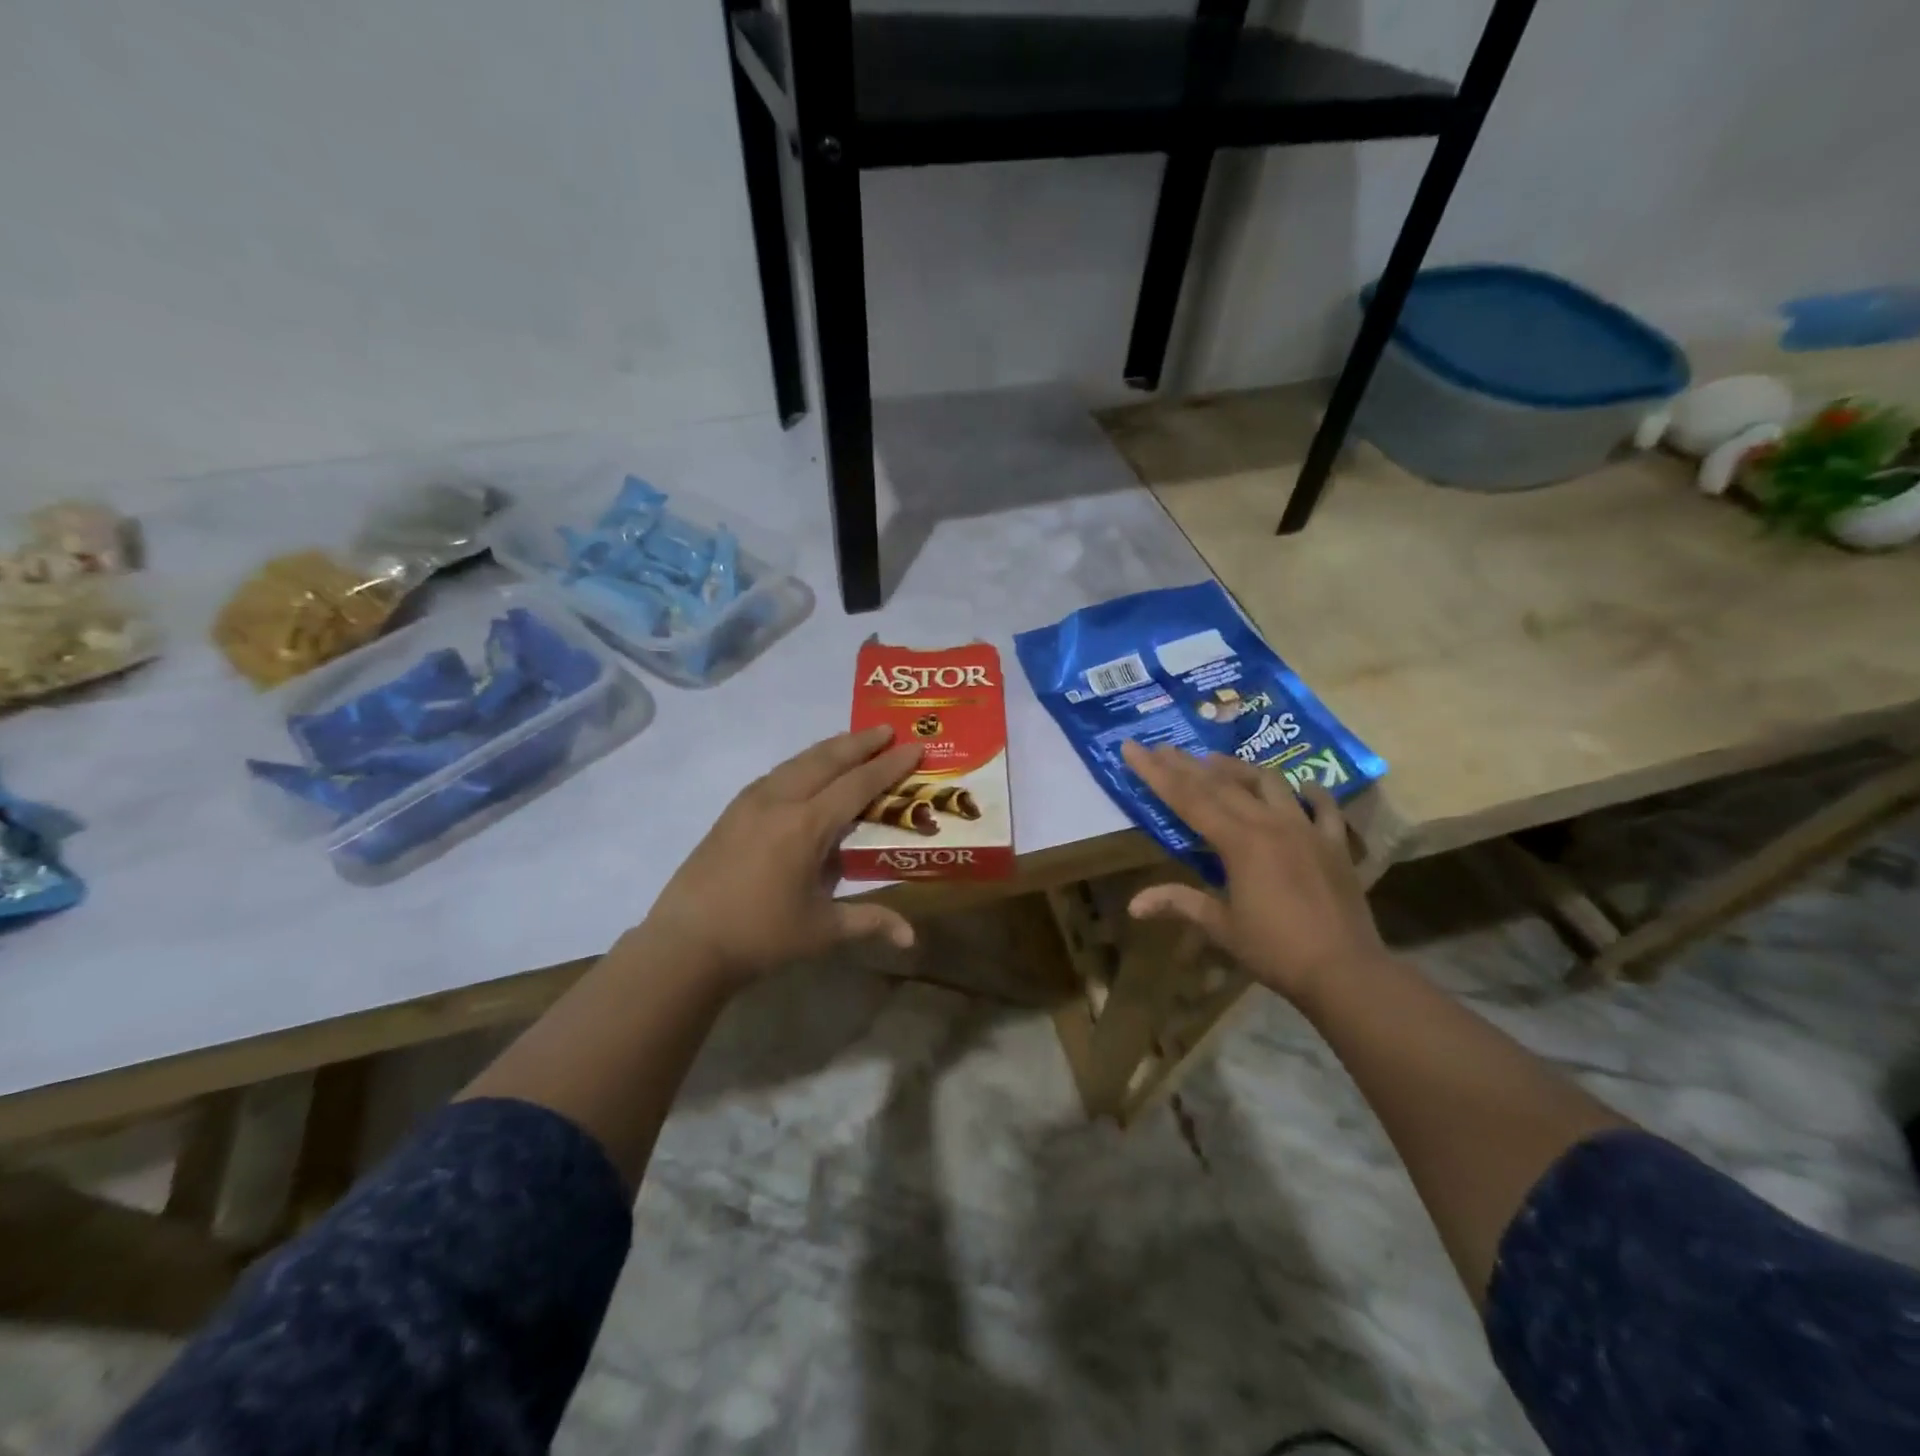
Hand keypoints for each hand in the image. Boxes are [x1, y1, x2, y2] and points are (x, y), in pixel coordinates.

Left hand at [640, 726, 922, 986]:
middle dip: (860, 742)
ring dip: (829, 748)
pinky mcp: (732, 811)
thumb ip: (870, 921)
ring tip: (852, 741)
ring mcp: (751, 802)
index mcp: (807, 826)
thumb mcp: (822, 930)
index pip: (858, 785)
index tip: (913, 747)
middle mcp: (780, 802)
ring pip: (798, 761)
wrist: (686, 943)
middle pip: (826, 759)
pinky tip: (807, 771)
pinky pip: (777, 774)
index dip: (889, 765)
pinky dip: (802, 763)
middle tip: (886, 729)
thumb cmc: (760, 937)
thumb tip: (911, 938)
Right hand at [1120, 739, 1384, 1006]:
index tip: (1132, 748)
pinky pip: (1324, 807)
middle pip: (1220, 784)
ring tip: (1215, 759)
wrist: (1346, 971)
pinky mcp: (1335, 843)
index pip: (1187, 799)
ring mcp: (1307, 829)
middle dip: (1186, 764)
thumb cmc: (1276, 950)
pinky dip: (1311, 793)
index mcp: (1238, 842)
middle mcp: (1270, 823)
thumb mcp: (1221, 927)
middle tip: (1162, 746)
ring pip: (1269, 783)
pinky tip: (1303, 786)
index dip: (1156, 773)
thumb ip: (1179, 904)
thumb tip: (1133, 905)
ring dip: (1238, 768)